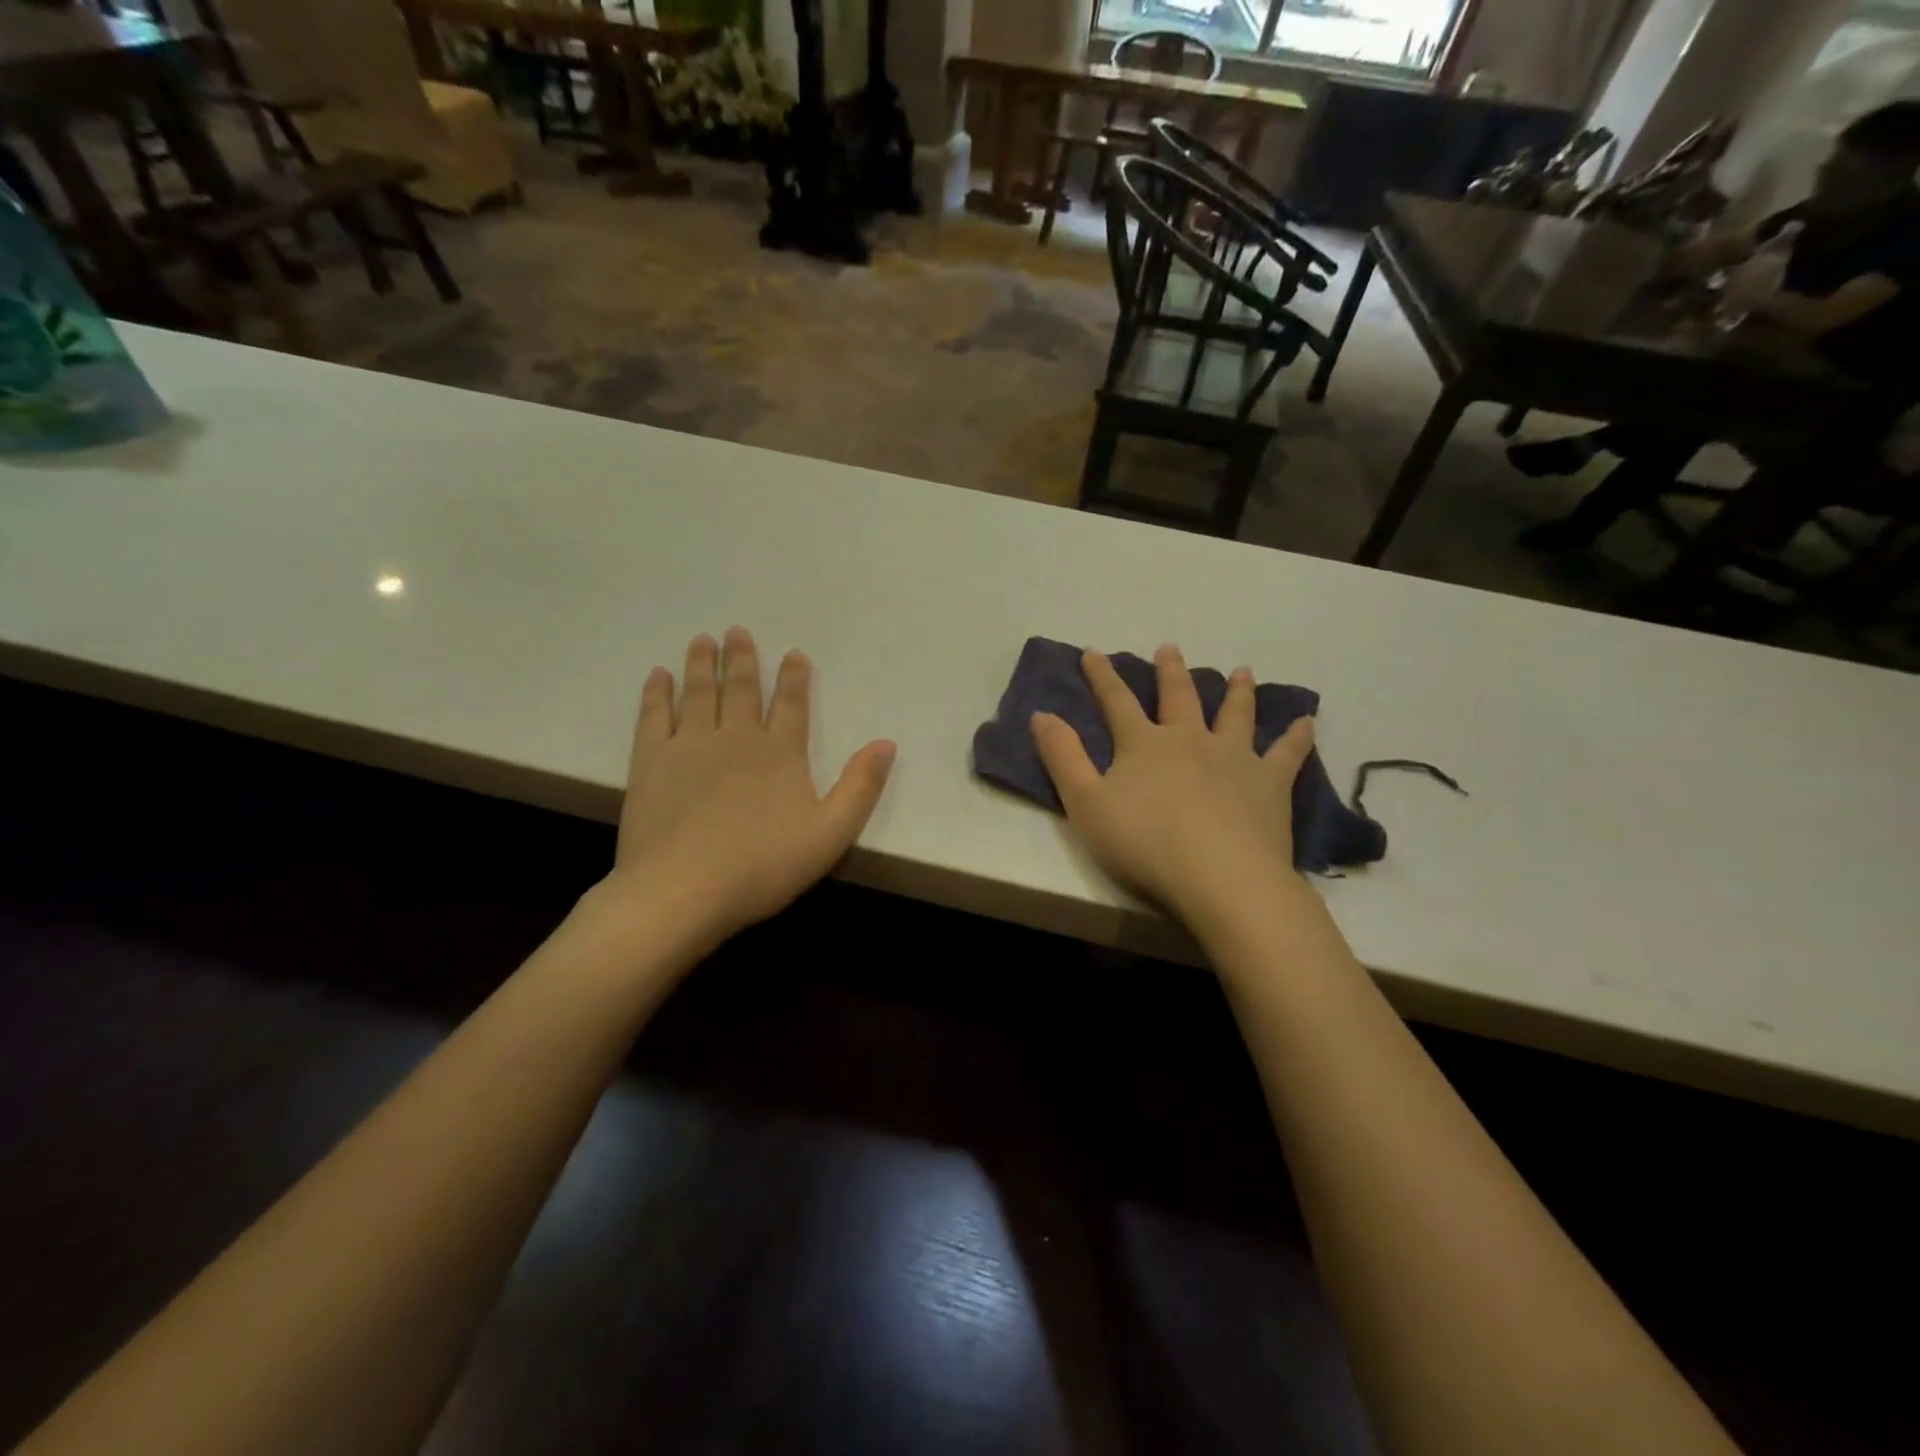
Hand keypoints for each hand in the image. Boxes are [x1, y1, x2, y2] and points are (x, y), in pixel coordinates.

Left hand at [597, 628, 895, 948]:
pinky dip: (656, 693)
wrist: (682, 890)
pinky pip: (654, 715)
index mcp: (780, 753)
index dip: (794, 677)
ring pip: (698, 693)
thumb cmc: (762, 866)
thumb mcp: (831, 834)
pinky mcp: (650, 761)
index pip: (791, 704)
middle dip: (742, 658)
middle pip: (740, 688)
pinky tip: (657, 676)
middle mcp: (735, 738)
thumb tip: (886, 743)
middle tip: (737, 630)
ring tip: (702, 639)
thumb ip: (861, 787)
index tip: (794, 652)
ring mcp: (689, 746)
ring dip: (701, 664)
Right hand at [1031, 646, 1315, 924]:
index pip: (1117, 702)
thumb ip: (1063, 758)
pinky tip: (1307, 721)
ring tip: (1241, 672)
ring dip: (1236, 691)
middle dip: (1170, 671)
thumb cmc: (1144, 844)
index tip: (1092, 651)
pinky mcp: (1269, 783)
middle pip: (1179, 697)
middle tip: (1170, 648)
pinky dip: (1296, 735)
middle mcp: (1189, 739)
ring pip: (1235, 714)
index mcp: (1143, 744)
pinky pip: (1287, 753)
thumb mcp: (1085, 804)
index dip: (1101, 676)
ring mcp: (1234, 757)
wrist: (1219, 877)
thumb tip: (1041, 714)